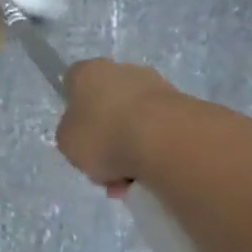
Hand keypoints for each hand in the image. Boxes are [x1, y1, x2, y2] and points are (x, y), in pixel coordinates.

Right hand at [54, 58, 181, 193]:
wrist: (165, 141)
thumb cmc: (104, 136)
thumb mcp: (66, 142)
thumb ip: (71, 134)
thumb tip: (86, 134)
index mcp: (88, 72)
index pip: (73, 82)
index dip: (74, 109)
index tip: (78, 134)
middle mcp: (122, 71)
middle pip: (107, 104)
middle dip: (106, 135)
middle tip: (104, 166)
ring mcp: (156, 86)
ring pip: (134, 121)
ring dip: (130, 147)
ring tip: (129, 181)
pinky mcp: (184, 106)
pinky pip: (159, 132)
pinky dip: (153, 151)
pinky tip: (150, 175)